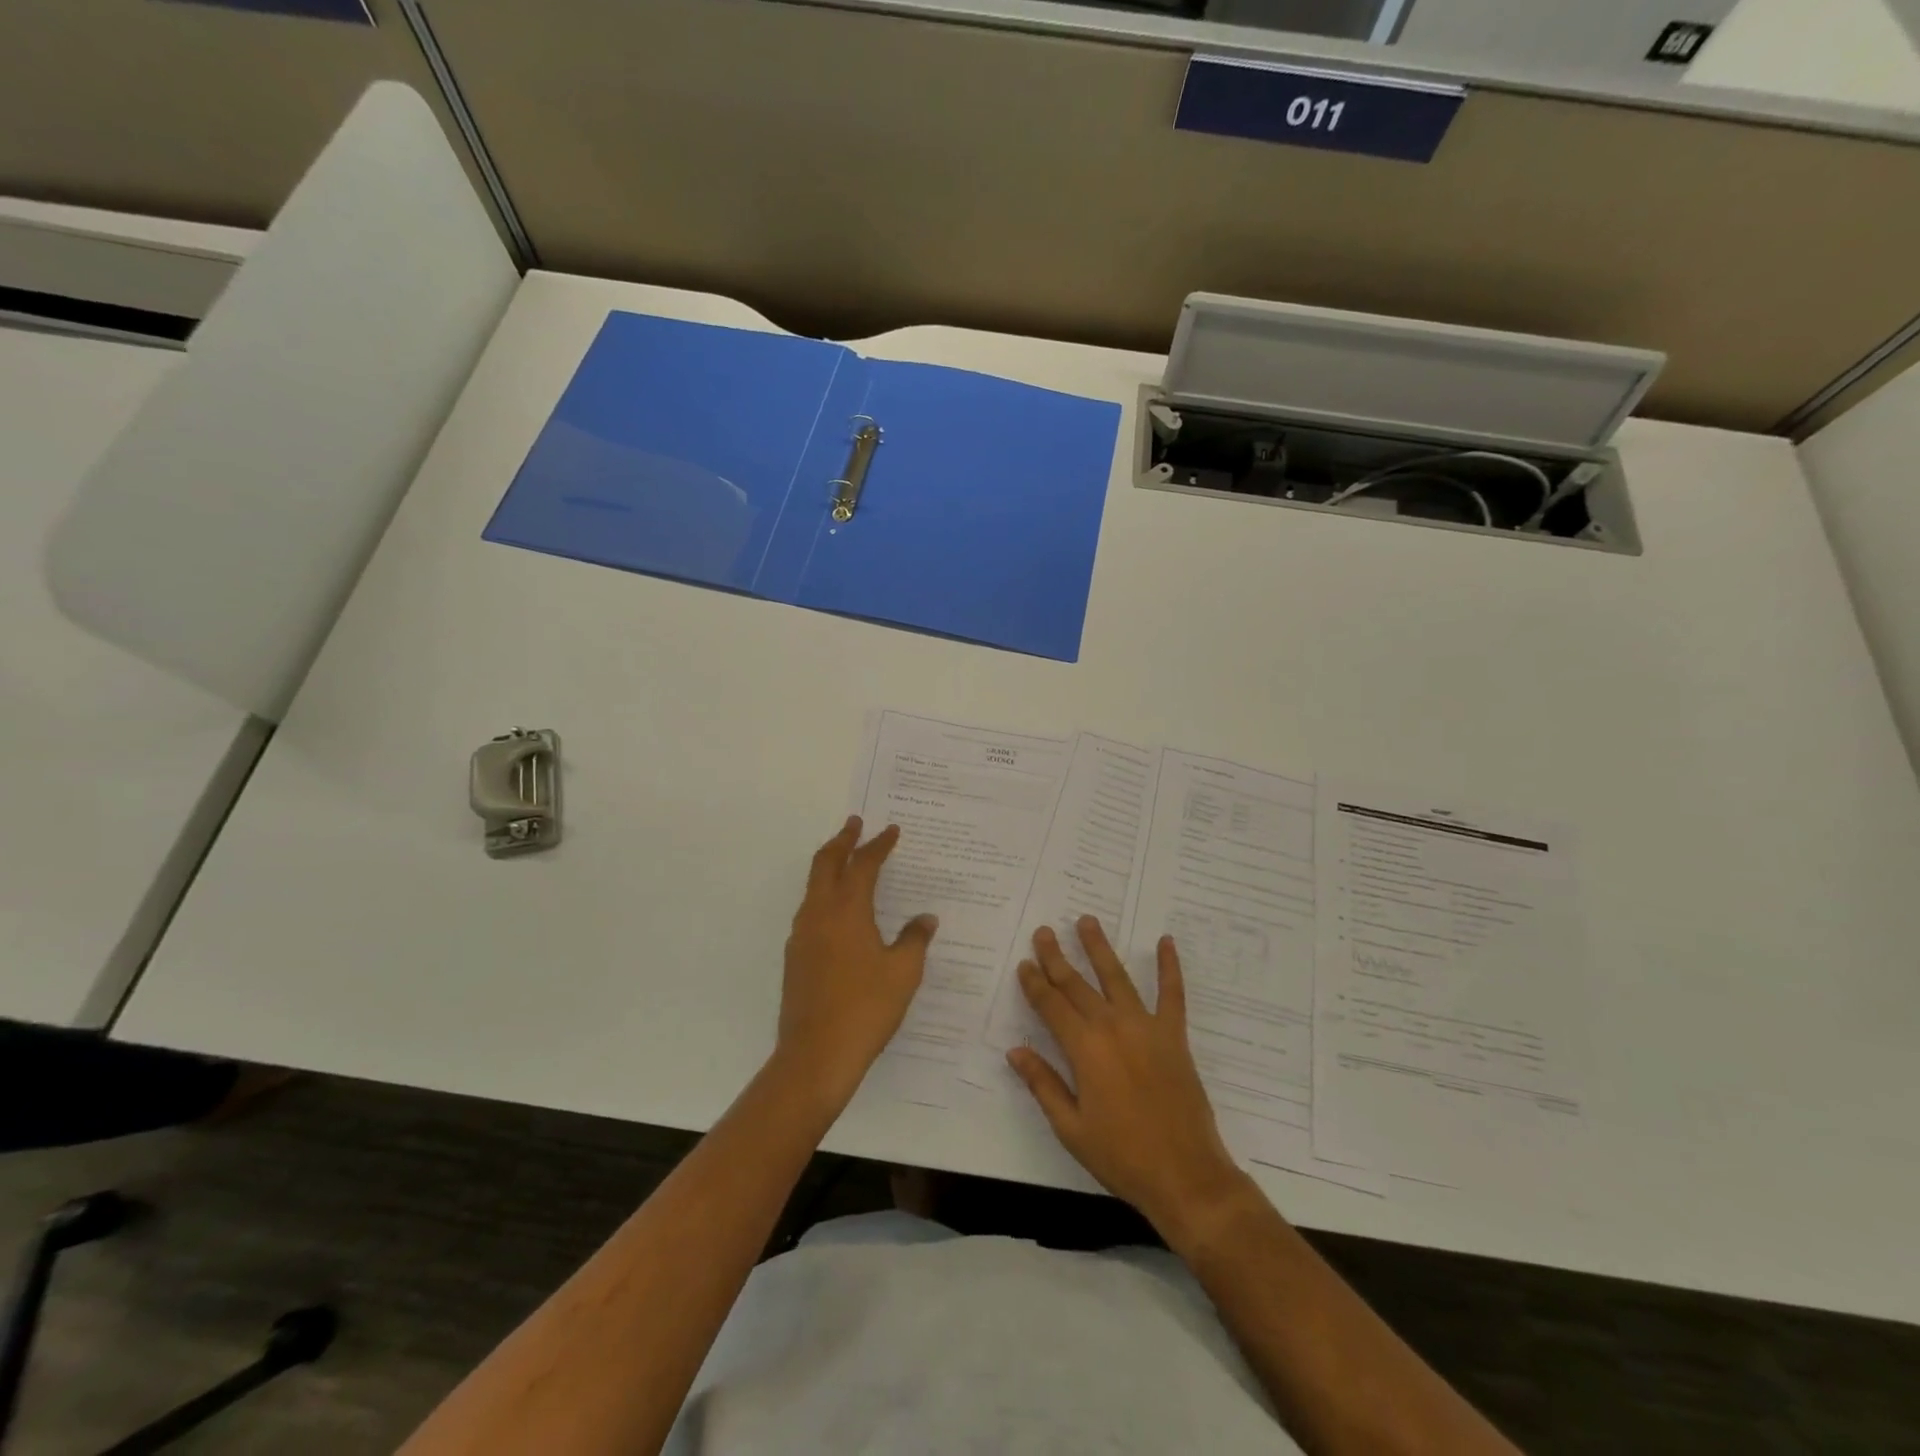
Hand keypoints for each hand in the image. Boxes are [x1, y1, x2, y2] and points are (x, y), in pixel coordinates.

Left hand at [775, 817, 937, 1111]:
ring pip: (813, 886)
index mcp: (847, 911)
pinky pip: (810, 910)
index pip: (863, 865)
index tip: (891, 830)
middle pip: (826, 863)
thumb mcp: (903, 973)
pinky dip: (824, 894)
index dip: (878, 845)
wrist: (816, 1055)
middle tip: (855, 823)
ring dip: (829, 865)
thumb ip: (914, 939)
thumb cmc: (866, 1008)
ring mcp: (802, 935)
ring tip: (847, 860)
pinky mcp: (795, 956)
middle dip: (842, 840)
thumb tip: (925, 919)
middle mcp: (819, 914)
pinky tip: (840, 911)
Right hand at [1007, 918, 1252, 1245]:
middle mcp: (1112, 1027)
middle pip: (1077, 985)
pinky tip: (1166, 941)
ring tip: (1087, 921)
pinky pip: (1172, 993)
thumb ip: (1043, 1084)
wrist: (1185, 1176)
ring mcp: (1146, 1027)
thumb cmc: (1121, 1156)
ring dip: (1099, 948)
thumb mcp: (1071, 1127)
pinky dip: (1169, 966)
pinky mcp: (1174, 1035)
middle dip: (1057, 957)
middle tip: (1044, 931)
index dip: (1035, 983)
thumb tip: (1015, 1051)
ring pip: (1117, 977)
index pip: (1051, 1006)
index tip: (1024, 963)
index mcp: (1084, 1049)